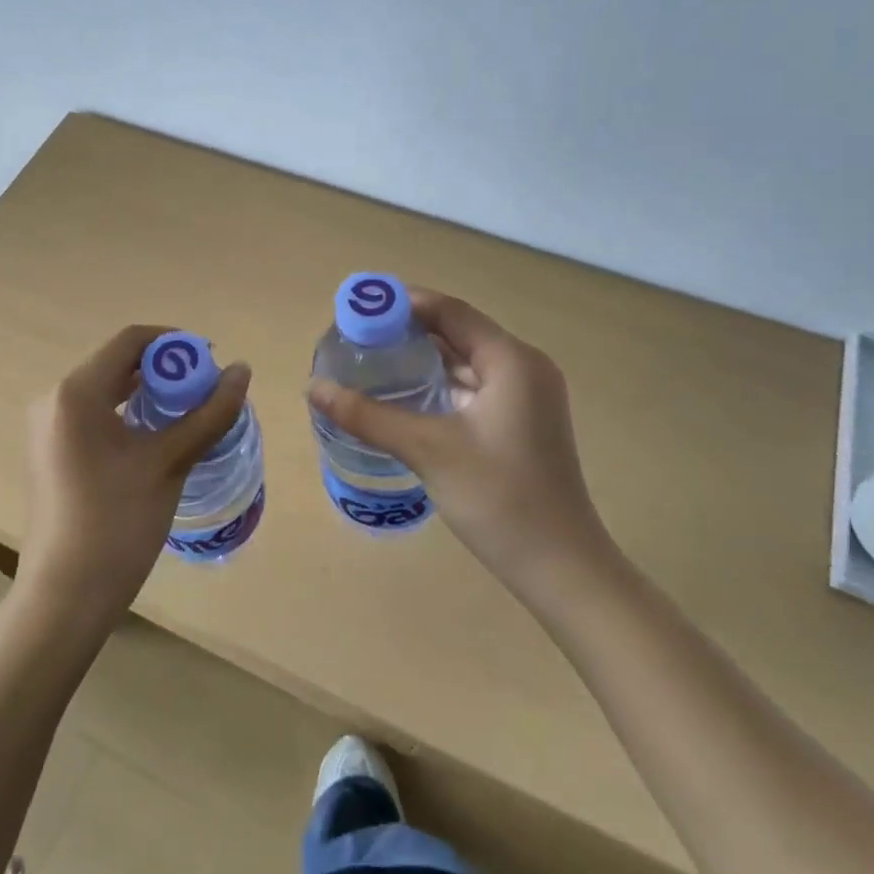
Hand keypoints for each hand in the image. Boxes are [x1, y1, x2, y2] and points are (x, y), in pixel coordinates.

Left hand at [20, 324, 251, 625]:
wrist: (65, 598)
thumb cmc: (117, 524)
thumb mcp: (169, 463)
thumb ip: (209, 413)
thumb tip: (243, 371)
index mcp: (76, 392)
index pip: (131, 341)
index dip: (174, 343)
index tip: (211, 362)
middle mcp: (54, 399)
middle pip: (118, 363)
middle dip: (166, 370)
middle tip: (207, 390)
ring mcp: (48, 427)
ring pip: (108, 390)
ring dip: (150, 393)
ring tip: (190, 413)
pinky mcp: (51, 451)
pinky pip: (95, 414)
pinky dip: (130, 414)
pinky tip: (158, 437)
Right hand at [307, 289, 611, 598]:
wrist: (561, 569)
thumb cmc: (499, 499)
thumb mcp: (428, 450)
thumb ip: (368, 415)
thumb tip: (313, 387)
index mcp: (512, 360)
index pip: (450, 311)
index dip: (403, 304)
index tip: (358, 309)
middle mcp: (524, 368)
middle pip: (458, 332)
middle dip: (408, 331)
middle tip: (357, 337)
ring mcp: (527, 397)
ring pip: (466, 362)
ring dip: (423, 359)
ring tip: (372, 361)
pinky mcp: (522, 423)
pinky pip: (474, 388)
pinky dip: (439, 385)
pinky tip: (405, 396)